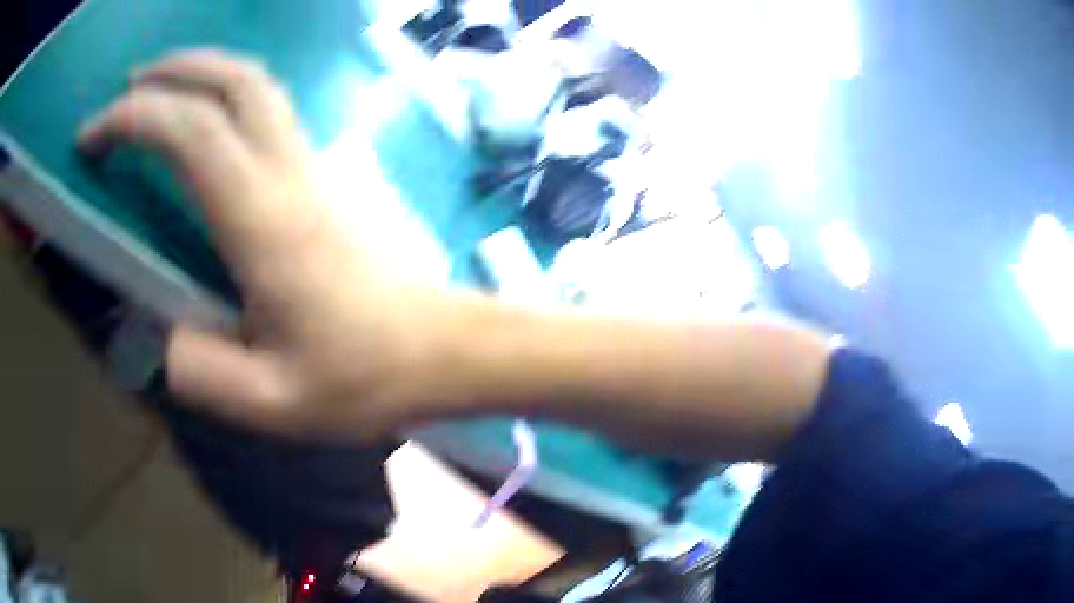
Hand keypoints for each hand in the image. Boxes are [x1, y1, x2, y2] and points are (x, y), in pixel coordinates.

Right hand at [78, 49, 455, 439]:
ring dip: (204, 70)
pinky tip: (204, 117)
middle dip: (173, 70)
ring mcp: (312, 165)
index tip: (92, 134)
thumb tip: (152, 335)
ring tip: (158, 87)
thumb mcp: (274, 402)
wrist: (440, 349)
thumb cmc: (367, 379)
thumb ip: (202, 373)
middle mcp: (289, 173)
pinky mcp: (322, 174)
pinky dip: (228, 92)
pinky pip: (270, 108)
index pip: (191, 131)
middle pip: (234, 80)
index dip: (134, 118)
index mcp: (265, 222)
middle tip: (126, 87)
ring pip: (258, 84)